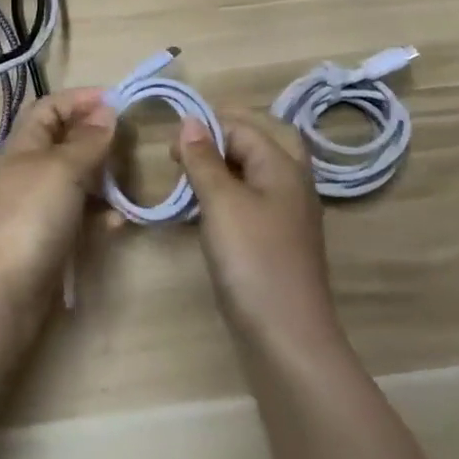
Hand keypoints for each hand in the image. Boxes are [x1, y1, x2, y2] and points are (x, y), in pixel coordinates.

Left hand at [0, 88, 117, 301]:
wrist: (0, 291)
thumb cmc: (30, 215)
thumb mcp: (62, 168)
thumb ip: (87, 140)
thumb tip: (106, 110)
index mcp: (24, 144)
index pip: (49, 107)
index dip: (80, 99)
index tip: (119, 101)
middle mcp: (29, 171)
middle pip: (64, 143)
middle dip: (97, 138)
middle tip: (131, 142)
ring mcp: (38, 207)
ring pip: (76, 181)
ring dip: (103, 178)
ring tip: (131, 180)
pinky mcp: (49, 240)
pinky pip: (79, 217)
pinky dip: (100, 215)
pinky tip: (118, 222)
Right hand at [173, 112, 338, 344]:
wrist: (286, 337)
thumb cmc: (253, 259)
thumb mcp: (221, 202)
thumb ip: (203, 159)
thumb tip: (189, 121)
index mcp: (282, 166)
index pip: (242, 126)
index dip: (205, 128)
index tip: (169, 150)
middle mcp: (290, 183)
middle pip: (254, 144)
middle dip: (218, 142)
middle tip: (182, 156)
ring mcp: (285, 215)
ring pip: (251, 174)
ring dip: (220, 170)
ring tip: (187, 181)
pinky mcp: (275, 241)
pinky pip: (250, 202)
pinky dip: (226, 197)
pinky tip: (204, 212)